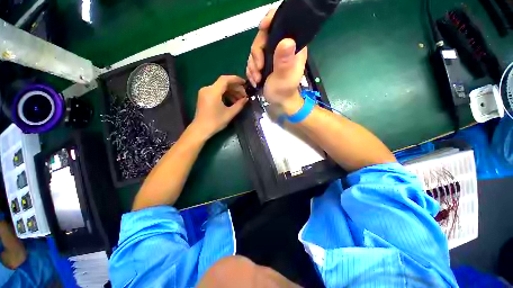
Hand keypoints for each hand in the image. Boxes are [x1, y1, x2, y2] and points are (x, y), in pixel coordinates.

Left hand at [192, 75, 247, 137]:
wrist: (201, 129)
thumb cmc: (215, 122)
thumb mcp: (230, 114)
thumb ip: (239, 105)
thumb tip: (246, 99)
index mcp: (213, 92)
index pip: (225, 79)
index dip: (236, 79)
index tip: (245, 83)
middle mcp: (207, 89)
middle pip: (223, 83)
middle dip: (235, 88)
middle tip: (244, 95)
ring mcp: (205, 92)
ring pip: (220, 88)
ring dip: (231, 92)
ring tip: (240, 100)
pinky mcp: (204, 96)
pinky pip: (217, 92)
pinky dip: (225, 94)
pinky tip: (232, 100)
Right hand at [246, 9, 307, 112]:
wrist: (278, 104)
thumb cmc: (283, 93)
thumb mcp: (284, 79)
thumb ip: (284, 62)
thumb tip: (286, 41)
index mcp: (293, 47)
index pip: (283, 23)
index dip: (271, 20)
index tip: (262, 28)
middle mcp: (282, 48)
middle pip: (263, 37)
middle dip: (257, 54)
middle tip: (258, 69)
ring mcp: (272, 55)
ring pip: (255, 50)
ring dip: (253, 65)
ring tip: (257, 79)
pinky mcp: (264, 62)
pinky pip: (252, 60)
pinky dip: (251, 70)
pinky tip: (255, 80)